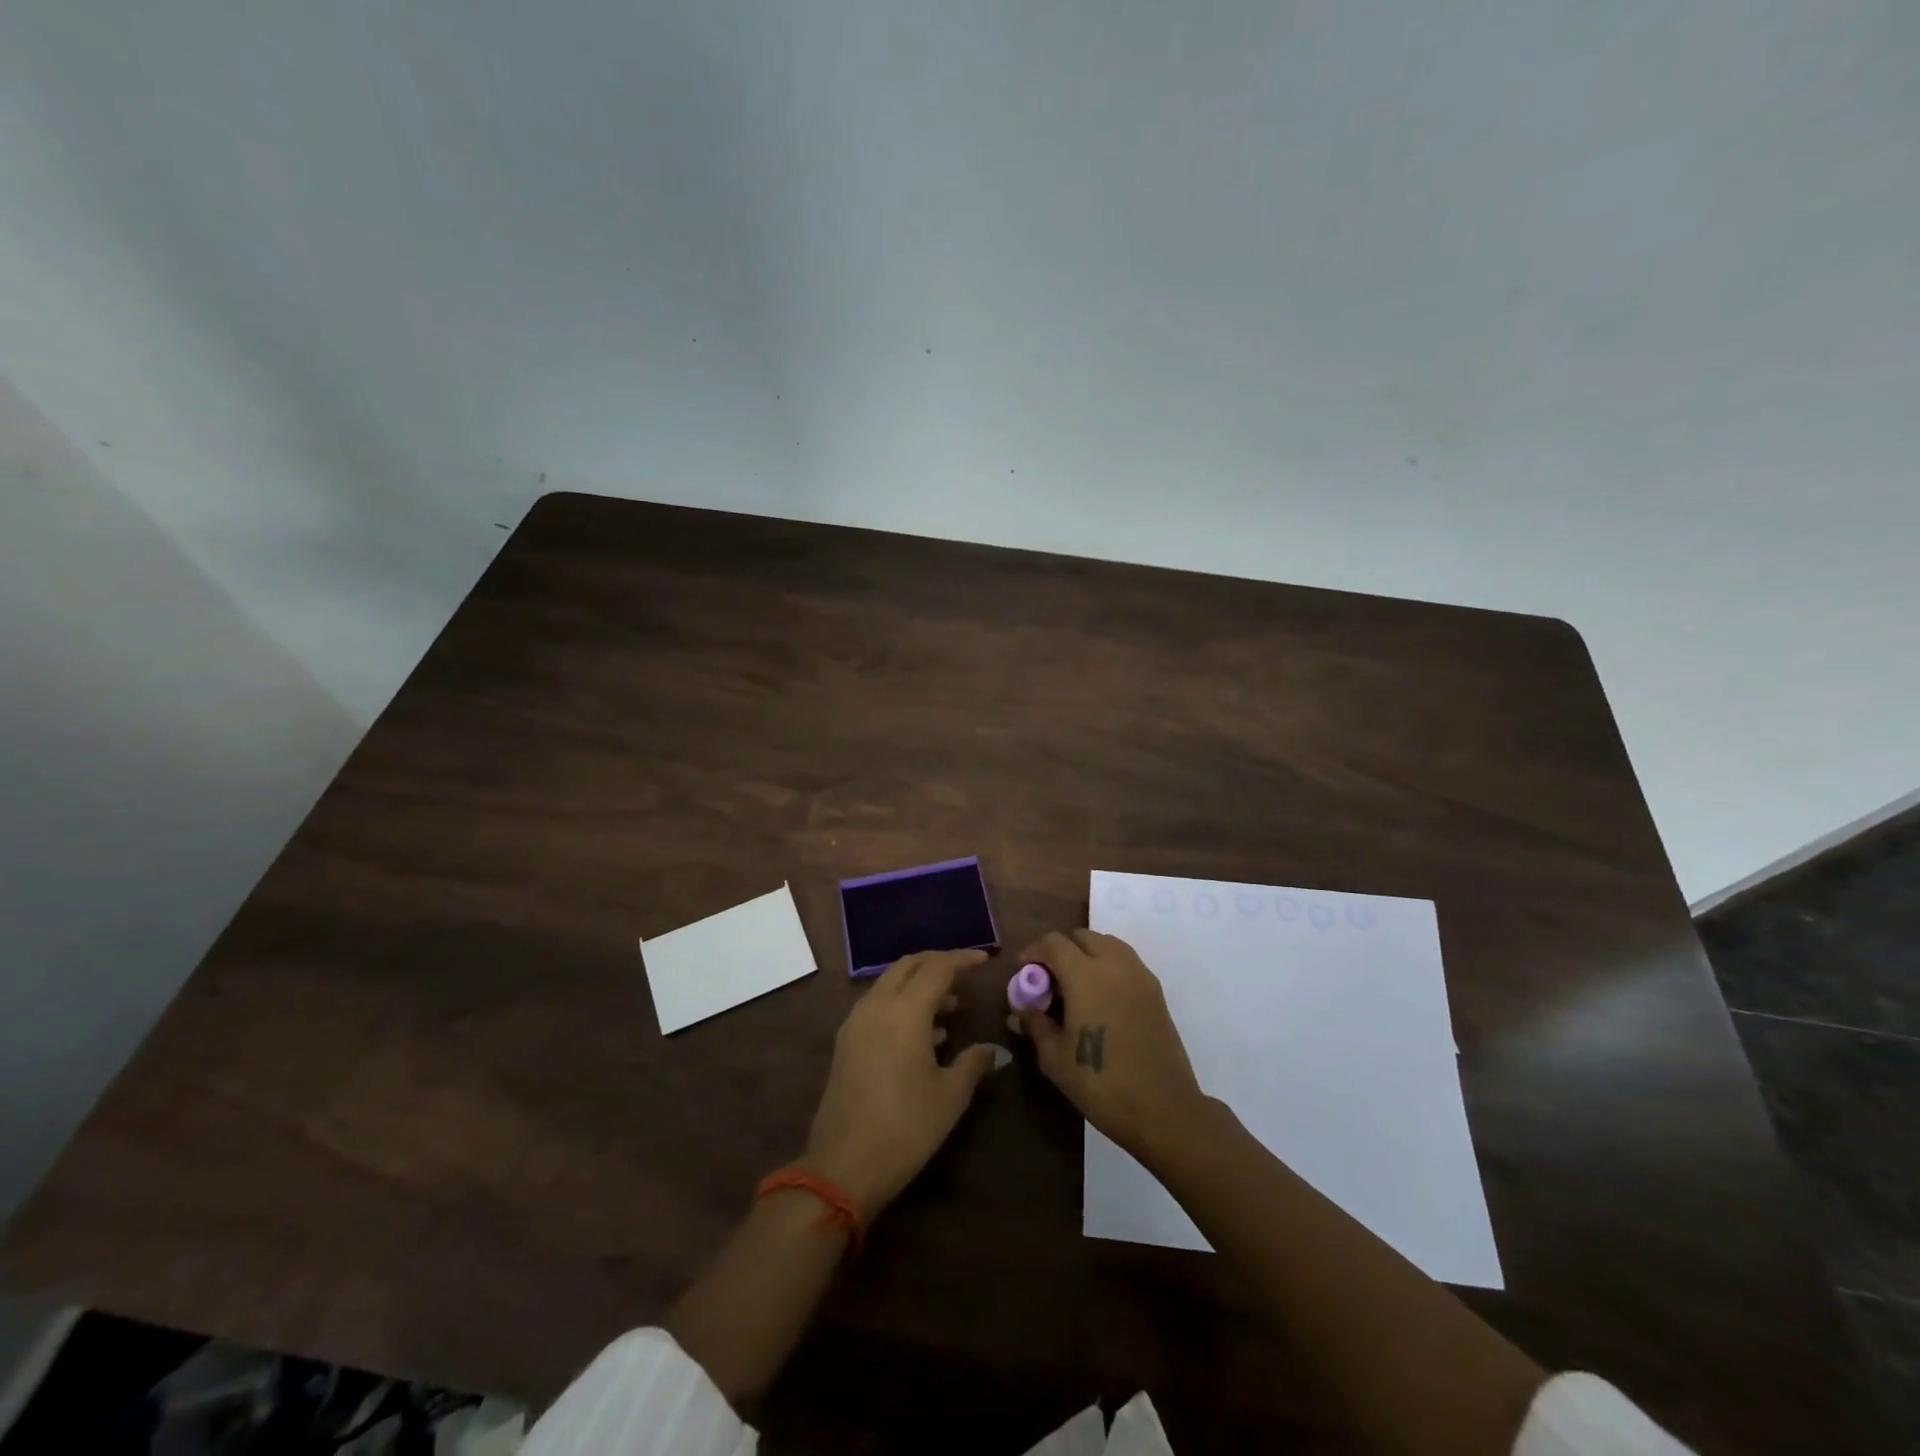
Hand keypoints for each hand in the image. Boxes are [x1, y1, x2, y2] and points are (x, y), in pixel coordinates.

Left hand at [802, 948, 1002, 1221]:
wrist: (843, 1166)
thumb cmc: (905, 1128)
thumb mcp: (949, 1096)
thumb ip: (973, 1063)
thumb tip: (992, 1050)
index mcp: (906, 1011)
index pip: (937, 967)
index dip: (962, 959)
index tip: (984, 959)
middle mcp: (877, 1005)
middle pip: (909, 966)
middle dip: (938, 963)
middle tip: (965, 974)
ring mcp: (856, 1022)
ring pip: (890, 983)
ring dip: (919, 984)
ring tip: (950, 1006)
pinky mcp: (846, 1041)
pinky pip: (878, 1004)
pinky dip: (902, 1003)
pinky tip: (924, 1032)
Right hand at [1008, 929, 1207, 1158]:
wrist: (1163, 1109)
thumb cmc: (1101, 1083)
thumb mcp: (1055, 1058)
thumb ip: (1035, 1025)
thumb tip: (1019, 1011)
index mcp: (1085, 975)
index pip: (1053, 943)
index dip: (1033, 952)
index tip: (1023, 973)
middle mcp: (1114, 964)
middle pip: (1082, 937)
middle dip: (1060, 951)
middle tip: (1049, 982)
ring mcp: (1139, 975)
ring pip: (1107, 944)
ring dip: (1086, 954)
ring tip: (1075, 988)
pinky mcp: (1155, 991)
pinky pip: (1125, 961)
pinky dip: (1108, 966)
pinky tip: (1100, 1000)